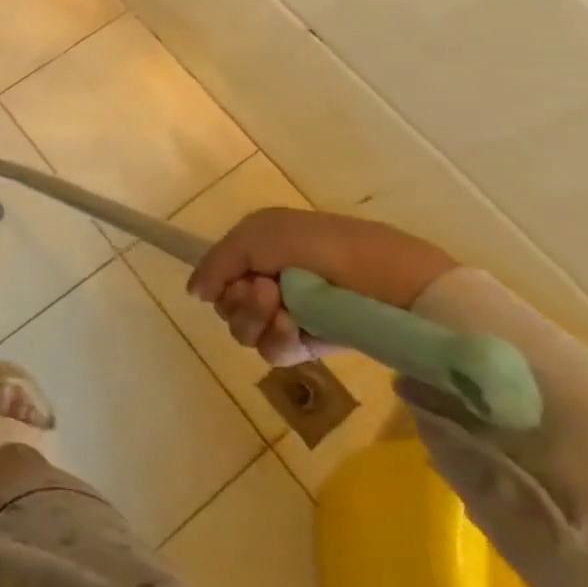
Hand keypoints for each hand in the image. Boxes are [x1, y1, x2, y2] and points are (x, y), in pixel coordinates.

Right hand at [187, 207, 455, 366]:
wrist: (392, 282)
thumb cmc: (323, 246)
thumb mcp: (257, 234)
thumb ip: (217, 261)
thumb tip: (195, 294)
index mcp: (259, 251)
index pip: (218, 276)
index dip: (219, 280)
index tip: (238, 279)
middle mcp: (269, 282)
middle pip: (226, 306)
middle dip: (239, 301)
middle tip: (267, 291)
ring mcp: (290, 315)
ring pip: (244, 331)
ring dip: (256, 320)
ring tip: (284, 310)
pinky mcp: (312, 344)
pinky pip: (274, 352)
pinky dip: (277, 340)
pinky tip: (294, 330)